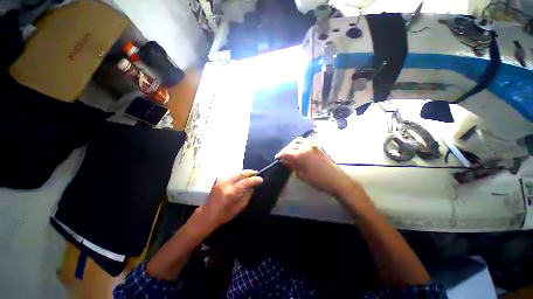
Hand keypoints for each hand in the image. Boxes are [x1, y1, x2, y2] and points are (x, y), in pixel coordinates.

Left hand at [196, 170, 262, 227]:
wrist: (207, 214)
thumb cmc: (224, 214)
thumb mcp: (239, 208)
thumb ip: (247, 196)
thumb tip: (253, 187)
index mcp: (231, 192)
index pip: (246, 182)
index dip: (254, 179)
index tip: (261, 179)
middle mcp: (225, 183)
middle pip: (241, 174)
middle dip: (250, 172)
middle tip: (257, 173)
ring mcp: (221, 180)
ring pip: (236, 172)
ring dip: (244, 173)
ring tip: (251, 174)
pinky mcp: (218, 179)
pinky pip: (231, 174)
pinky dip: (238, 174)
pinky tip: (241, 176)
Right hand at [275, 137, 354, 197]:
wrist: (337, 180)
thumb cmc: (318, 181)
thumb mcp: (303, 175)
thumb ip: (293, 165)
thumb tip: (285, 160)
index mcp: (302, 154)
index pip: (287, 152)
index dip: (281, 154)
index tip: (277, 158)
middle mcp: (307, 146)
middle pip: (292, 145)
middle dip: (286, 149)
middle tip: (283, 156)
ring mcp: (314, 145)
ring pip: (300, 140)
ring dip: (293, 144)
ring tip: (291, 151)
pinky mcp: (320, 146)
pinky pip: (308, 140)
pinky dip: (302, 143)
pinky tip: (301, 148)